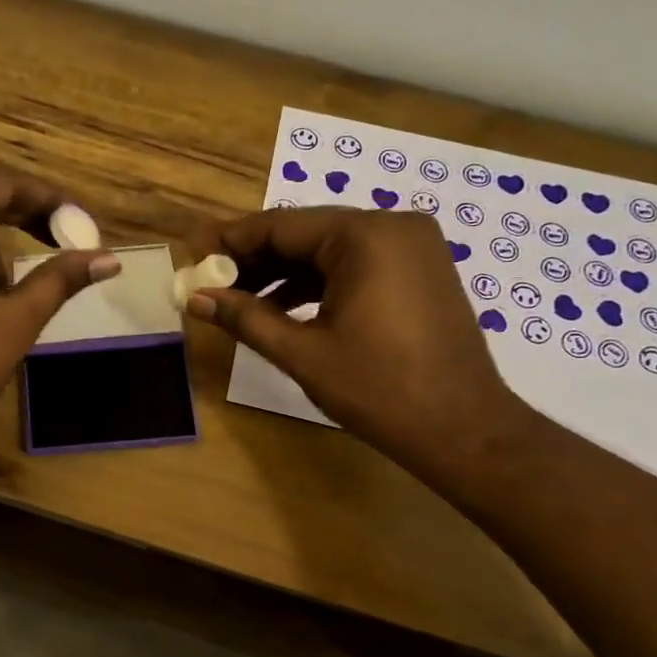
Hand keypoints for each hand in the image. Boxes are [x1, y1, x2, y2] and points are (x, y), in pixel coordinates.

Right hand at [187, 207, 531, 480]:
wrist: (463, 430)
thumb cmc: (379, 390)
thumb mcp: (302, 353)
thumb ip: (245, 318)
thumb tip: (195, 298)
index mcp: (365, 236)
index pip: (280, 226)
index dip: (231, 242)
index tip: (194, 255)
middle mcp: (392, 226)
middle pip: (305, 234)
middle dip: (256, 259)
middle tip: (211, 283)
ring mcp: (412, 247)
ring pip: (330, 250)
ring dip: (284, 273)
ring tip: (240, 301)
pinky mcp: (420, 270)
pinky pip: (356, 264)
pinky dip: (318, 283)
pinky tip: (284, 308)